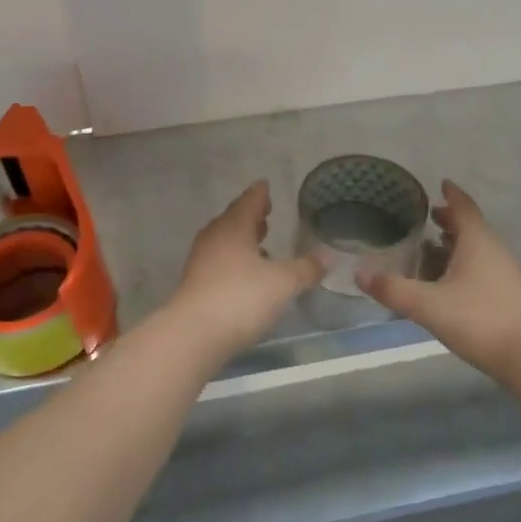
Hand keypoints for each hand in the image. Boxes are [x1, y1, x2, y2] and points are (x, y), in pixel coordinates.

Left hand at [164, 182, 323, 358]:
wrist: (193, 336)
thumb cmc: (241, 298)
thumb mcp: (283, 283)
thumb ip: (306, 269)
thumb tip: (327, 257)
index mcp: (233, 227)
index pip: (248, 201)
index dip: (260, 194)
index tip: (266, 186)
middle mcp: (214, 239)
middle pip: (233, 220)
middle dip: (250, 217)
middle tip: (266, 215)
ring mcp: (201, 263)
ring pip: (225, 243)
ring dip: (242, 241)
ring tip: (261, 245)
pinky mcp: (196, 286)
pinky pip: (219, 263)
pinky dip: (234, 262)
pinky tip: (247, 276)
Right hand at [358, 180, 520, 377]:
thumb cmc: (478, 318)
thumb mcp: (427, 305)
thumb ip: (393, 289)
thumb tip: (359, 274)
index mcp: (476, 241)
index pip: (463, 206)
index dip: (451, 194)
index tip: (440, 183)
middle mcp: (493, 249)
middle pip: (471, 226)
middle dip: (450, 219)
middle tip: (428, 217)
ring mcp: (504, 272)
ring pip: (478, 247)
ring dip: (457, 242)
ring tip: (433, 247)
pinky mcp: (508, 293)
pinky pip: (483, 266)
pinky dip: (465, 262)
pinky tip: (450, 281)